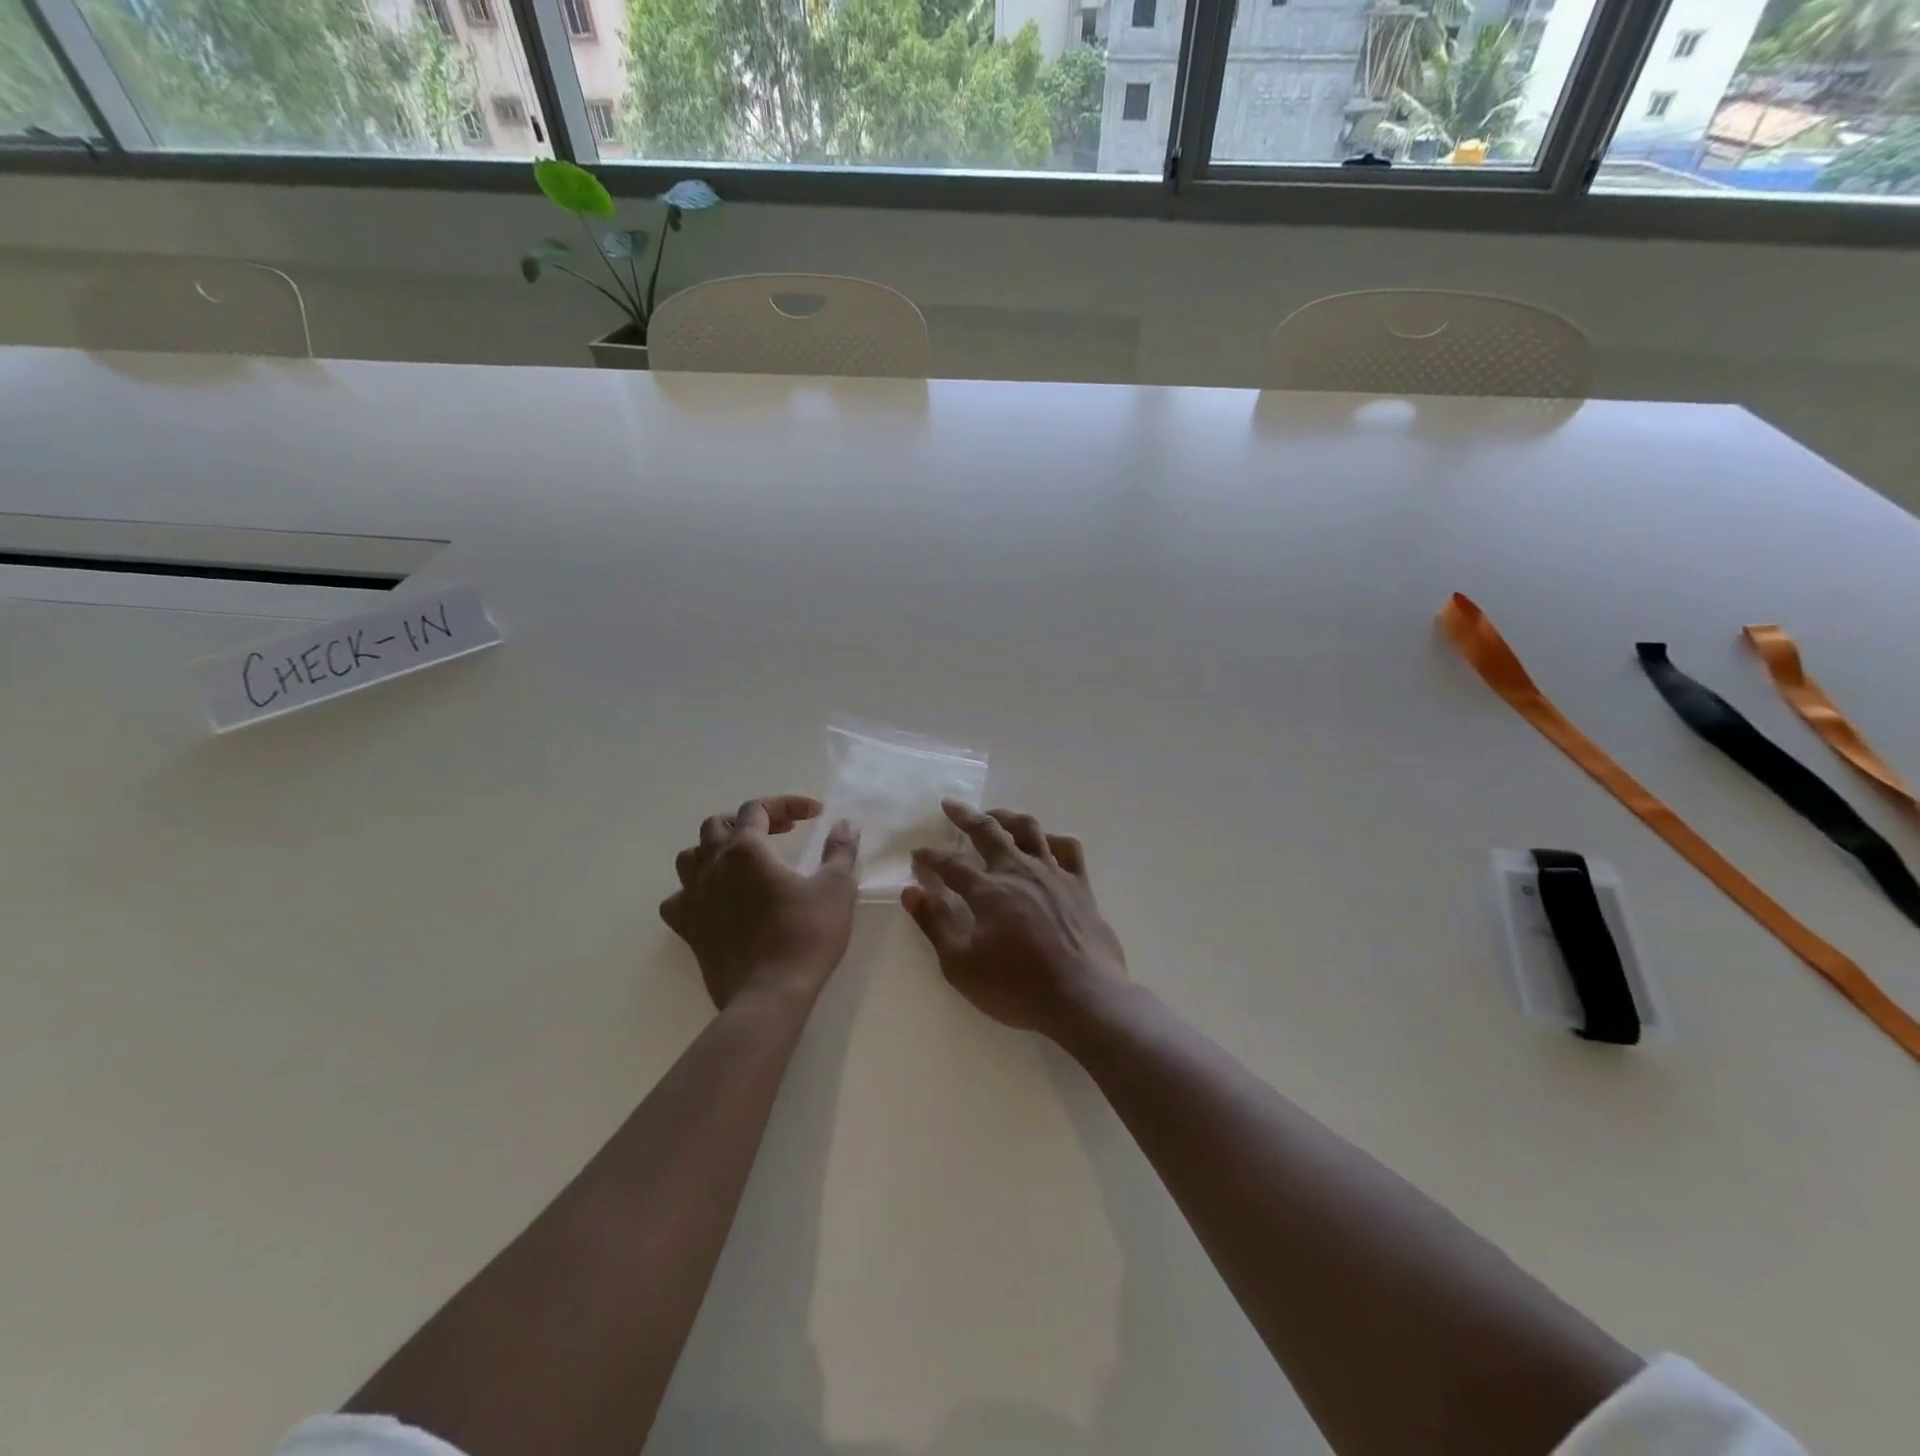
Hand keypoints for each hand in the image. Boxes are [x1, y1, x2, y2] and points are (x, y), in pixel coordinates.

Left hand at [660, 796, 860, 1008]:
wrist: (770, 996)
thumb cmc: (805, 936)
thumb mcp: (836, 888)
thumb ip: (840, 850)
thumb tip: (845, 825)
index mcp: (745, 850)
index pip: (757, 809)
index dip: (786, 804)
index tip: (815, 815)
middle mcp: (713, 868)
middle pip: (716, 826)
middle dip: (748, 821)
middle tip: (780, 833)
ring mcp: (695, 900)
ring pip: (690, 857)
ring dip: (715, 849)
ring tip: (742, 860)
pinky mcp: (689, 931)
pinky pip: (678, 899)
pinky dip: (694, 891)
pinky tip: (714, 900)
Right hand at [902, 801, 1126, 1040]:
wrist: (1084, 998)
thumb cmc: (1018, 987)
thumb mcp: (961, 965)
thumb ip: (935, 924)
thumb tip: (911, 892)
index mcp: (989, 890)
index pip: (951, 865)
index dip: (931, 857)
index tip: (918, 853)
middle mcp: (1020, 871)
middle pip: (989, 832)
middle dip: (966, 817)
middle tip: (951, 805)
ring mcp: (1054, 874)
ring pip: (1030, 830)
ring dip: (1008, 817)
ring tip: (995, 815)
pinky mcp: (1081, 886)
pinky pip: (1069, 849)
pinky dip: (1054, 839)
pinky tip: (1046, 842)